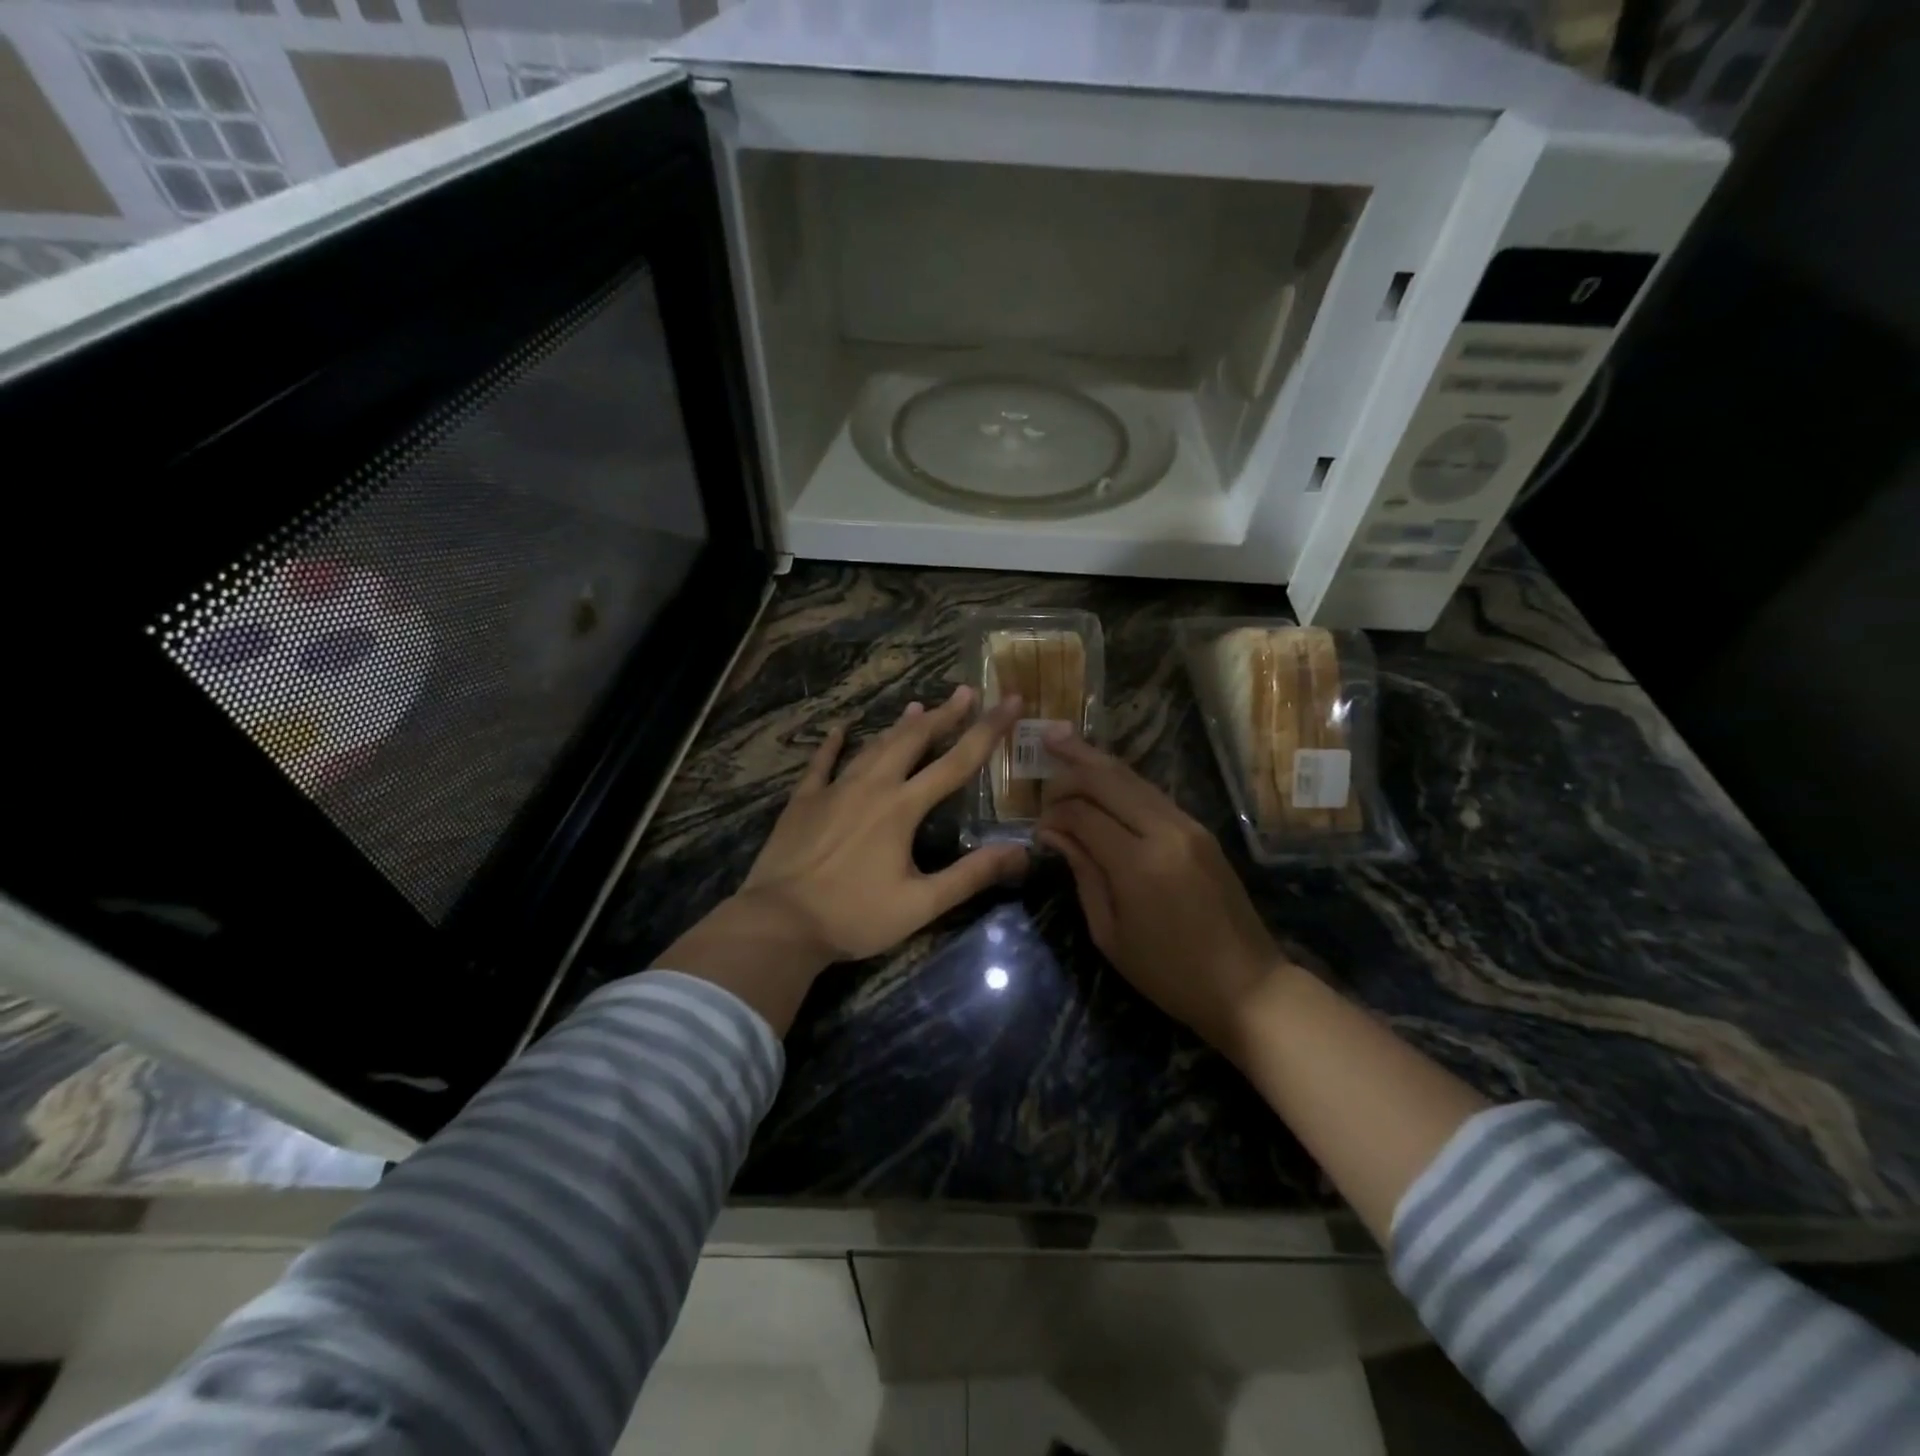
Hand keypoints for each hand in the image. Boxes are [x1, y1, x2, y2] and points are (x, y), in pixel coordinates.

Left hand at [657, 684, 1028, 1031]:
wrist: (779, 923)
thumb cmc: (855, 916)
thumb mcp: (921, 904)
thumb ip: (971, 875)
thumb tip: (1020, 851)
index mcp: (903, 807)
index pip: (956, 762)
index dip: (988, 730)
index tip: (1010, 701)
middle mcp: (872, 786)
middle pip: (913, 740)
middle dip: (943, 715)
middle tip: (965, 693)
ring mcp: (834, 789)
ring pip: (873, 747)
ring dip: (899, 726)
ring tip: (918, 705)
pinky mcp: (804, 801)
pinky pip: (822, 763)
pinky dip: (833, 744)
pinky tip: (840, 729)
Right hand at [1036, 732, 1286, 1056]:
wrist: (1247, 985)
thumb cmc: (1169, 973)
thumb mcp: (1110, 933)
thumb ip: (1083, 873)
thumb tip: (1054, 834)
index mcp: (1139, 863)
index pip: (1082, 814)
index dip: (1053, 815)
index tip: (1038, 829)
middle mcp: (1166, 831)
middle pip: (1108, 779)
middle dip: (1071, 766)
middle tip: (1042, 751)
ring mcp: (1189, 826)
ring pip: (1133, 777)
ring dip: (1096, 760)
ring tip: (1062, 739)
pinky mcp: (1201, 830)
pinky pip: (1152, 793)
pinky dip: (1121, 780)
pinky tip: (1101, 774)